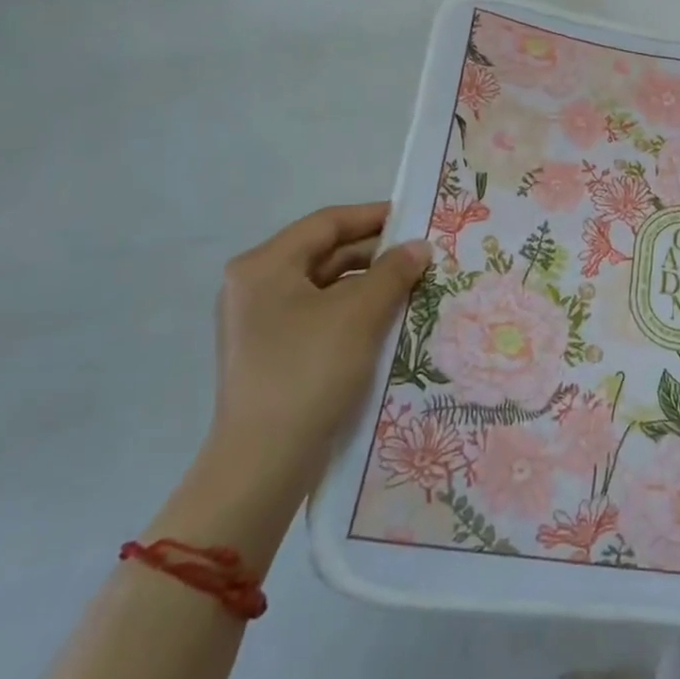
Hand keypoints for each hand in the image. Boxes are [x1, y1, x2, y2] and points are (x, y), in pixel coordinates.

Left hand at [212, 202, 430, 496]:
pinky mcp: (274, 352)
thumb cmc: (309, 372)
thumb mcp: (359, 315)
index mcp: (264, 266)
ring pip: (326, 287)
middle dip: (376, 254)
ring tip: (415, 287)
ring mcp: (261, 322)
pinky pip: (321, 315)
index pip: (327, 223)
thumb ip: (393, 272)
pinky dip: (355, 312)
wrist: (265, 462)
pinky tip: (390, 320)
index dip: (374, 216)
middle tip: (424, 256)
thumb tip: (418, 247)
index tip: (416, 217)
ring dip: (370, 284)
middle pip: (325, 253)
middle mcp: (256, 286)